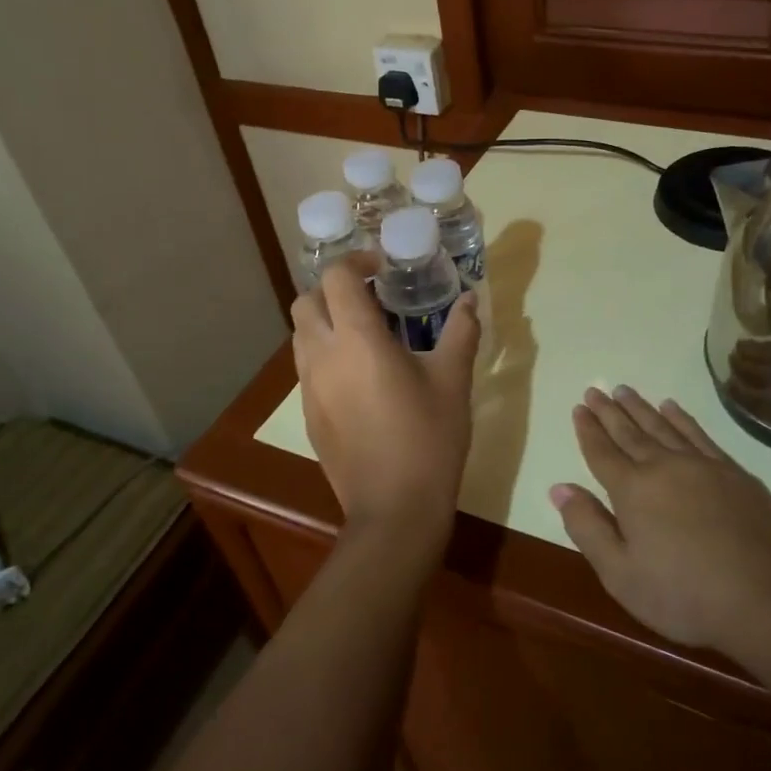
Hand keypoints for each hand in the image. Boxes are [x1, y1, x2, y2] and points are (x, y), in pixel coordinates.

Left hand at [293, 257, 480, 547]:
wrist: (395, 508)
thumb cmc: (429, 438)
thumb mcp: (453, 380)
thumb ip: (461, 331)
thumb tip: (469, 299)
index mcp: (357, 339)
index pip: (336, 277)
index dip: (356, 261)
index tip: (382, 268)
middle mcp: (322, 356)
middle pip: (306, 300)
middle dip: (333, 289)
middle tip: (370, 297)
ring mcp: (309, 387)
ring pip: (301, 334)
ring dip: (325, 321)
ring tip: (364, 334)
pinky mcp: (308, 414)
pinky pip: (307, 367)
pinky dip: (325, 354)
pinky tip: (359, 376)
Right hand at [552, 386, 770, 658]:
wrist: (765, 600)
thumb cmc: (683, 595)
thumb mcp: (620, 574)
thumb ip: (587, 527)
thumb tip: (559, 487)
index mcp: (633, 490)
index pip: (602, 452)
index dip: (588, 430)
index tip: (579, 407)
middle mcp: (664, 467)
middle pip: (630, 433)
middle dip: (609, 411)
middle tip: (594, 389)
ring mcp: (702, 466)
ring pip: (662, 427)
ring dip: (641, 408)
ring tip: (624, 391)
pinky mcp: (734, 473)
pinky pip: (699, 434)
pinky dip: (681, 418)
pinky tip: (672, 408)